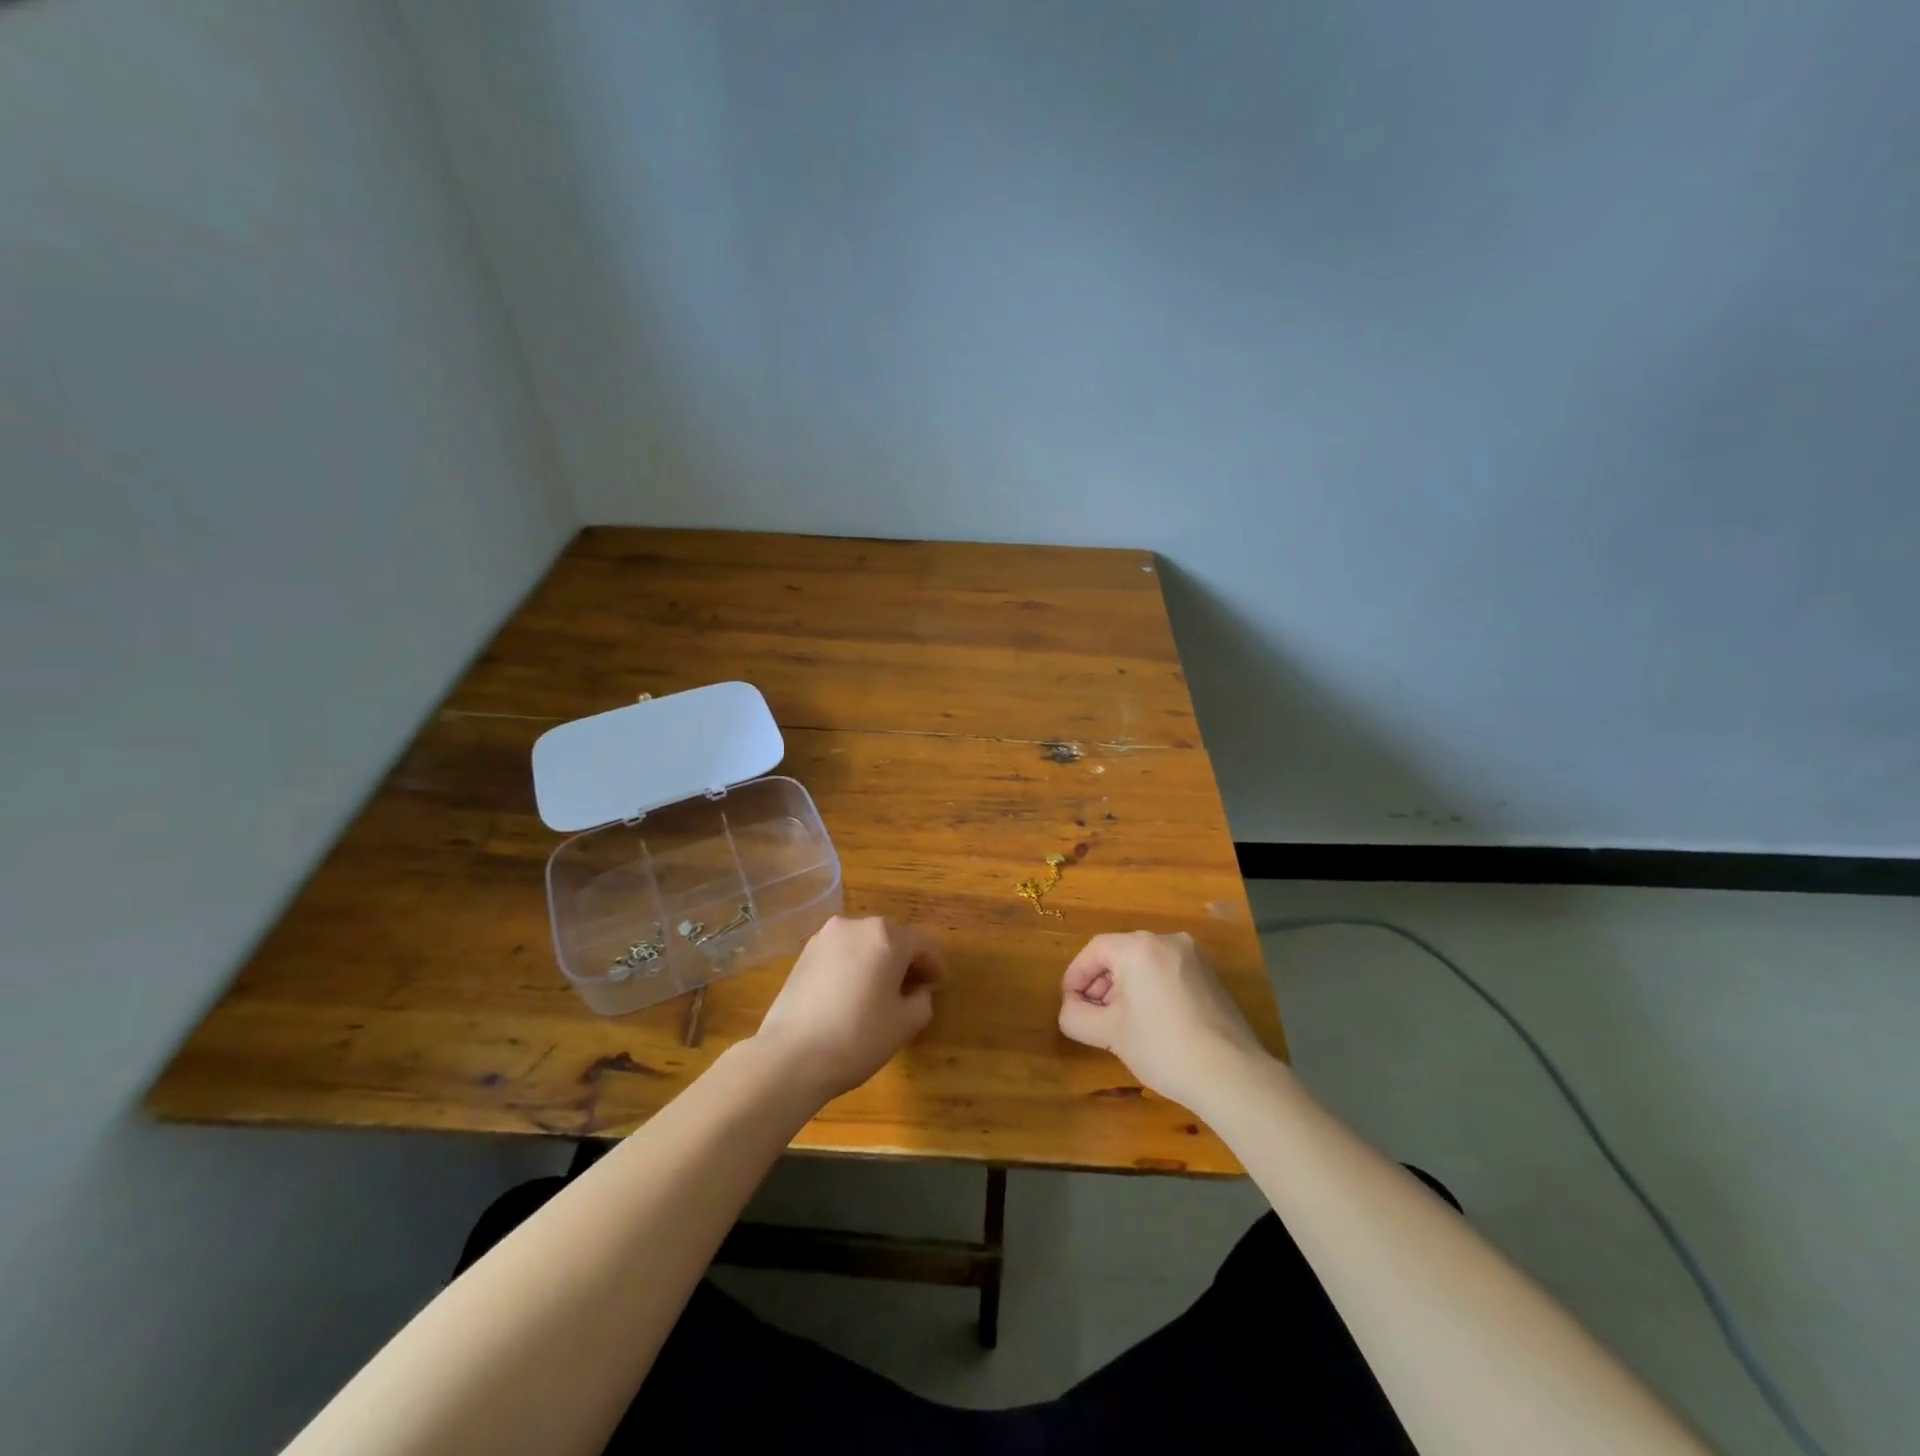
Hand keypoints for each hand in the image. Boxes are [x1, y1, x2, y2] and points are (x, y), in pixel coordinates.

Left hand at [753, 916, 945, 1099]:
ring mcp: (826, 936)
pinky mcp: (804, 953)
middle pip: (892, 938)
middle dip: (906, 960)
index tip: (940, 986)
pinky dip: (853, 966)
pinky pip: (841, 953)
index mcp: (887, 936)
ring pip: (864, 944)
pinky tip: (852, 993)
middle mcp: (857, 925)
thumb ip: (922, 1000)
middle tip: (914, 988)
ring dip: (878, 961)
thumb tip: (918, 991)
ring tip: (882, 991)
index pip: (922, 945)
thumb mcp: (905, 1024)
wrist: (791, 1055)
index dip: (935, 966)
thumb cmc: (858, 1036)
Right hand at [1058, 931, 1270, 1109]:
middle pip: (1120, 953)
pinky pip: (1167, 972)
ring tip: (1118, 1021)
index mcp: (1140, 947)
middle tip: (1091, 1014)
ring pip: (1145, 963)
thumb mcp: (1110, 1034)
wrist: (1231, 1075)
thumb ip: (1077, 1016)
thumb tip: (1069, 1008)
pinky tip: (1148, 1021)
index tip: (1069, 1003)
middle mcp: (1168, 941)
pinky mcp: (1210, 977)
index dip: (1076, 975)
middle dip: (1100, 983)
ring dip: (1124, 987)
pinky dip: (1150, 988)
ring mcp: (1194, 957)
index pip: (1095, 950)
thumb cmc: (1163, 1047)